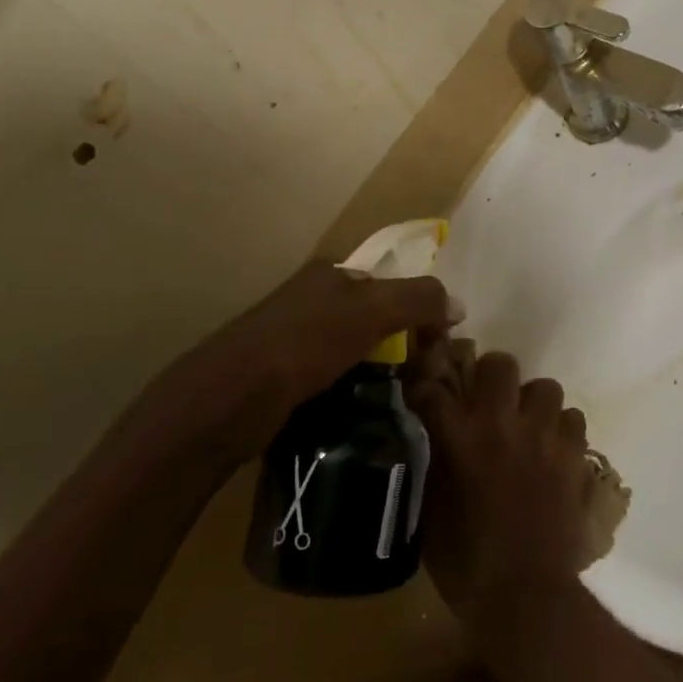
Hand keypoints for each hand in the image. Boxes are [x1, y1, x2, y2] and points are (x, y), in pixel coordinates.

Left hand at [140, 259, 454, 462]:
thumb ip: (418, 300)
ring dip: (381, 369)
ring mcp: (294, 337)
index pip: (394, 283)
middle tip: (421, 378)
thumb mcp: (368, 312)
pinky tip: (363, 407)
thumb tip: (458, 305)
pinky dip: (354, 388)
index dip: (422, 311)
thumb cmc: (301, 346)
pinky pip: (335, 374)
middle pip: (377, 316)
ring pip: (357, 348)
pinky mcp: (282, 374)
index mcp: (331, 273)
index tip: (437, 348)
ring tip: (398, 397)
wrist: (224, 403)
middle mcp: (313, 297)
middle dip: (403, 343)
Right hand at [408, 343, 597, 665]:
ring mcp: (543, 435)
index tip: (429, 390)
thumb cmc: (466, 563)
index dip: (428, 384)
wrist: (525, 596)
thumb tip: (435, 437)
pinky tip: (554, 451)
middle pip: (500, 364)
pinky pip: (573, 418)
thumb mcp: (432, 511)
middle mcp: (502, 423)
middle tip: (490, 402)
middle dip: (492, 377)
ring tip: (528, 428)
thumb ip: (434, 462)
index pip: (434, 387)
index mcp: (458, 437)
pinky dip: (562, 430)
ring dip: (533, 404)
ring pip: (545, 387)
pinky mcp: (574, 453)